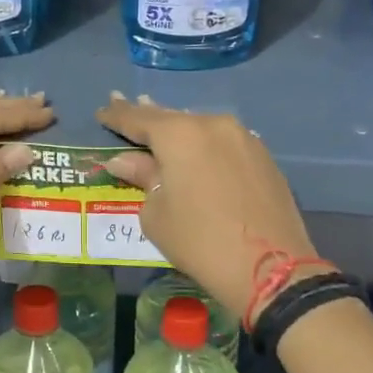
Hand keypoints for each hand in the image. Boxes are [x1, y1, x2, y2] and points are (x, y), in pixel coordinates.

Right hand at [96, 93, 318, 323]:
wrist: (270, 268)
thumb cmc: (199, 241)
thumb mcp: (156, 214)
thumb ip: (141, 178)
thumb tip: (125, 160)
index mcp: (180, 134)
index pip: (139, 119)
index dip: (117, 116)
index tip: (102, 111)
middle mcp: (213, 124)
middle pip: (172, 118)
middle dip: (147, 114)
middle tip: (124, 104)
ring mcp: (243, 138)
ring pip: (201, 128)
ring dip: (179, 130)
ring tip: (160, 127)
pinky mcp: (264, 157)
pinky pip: (223, 142)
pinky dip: (205, 144)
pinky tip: (196, 150)